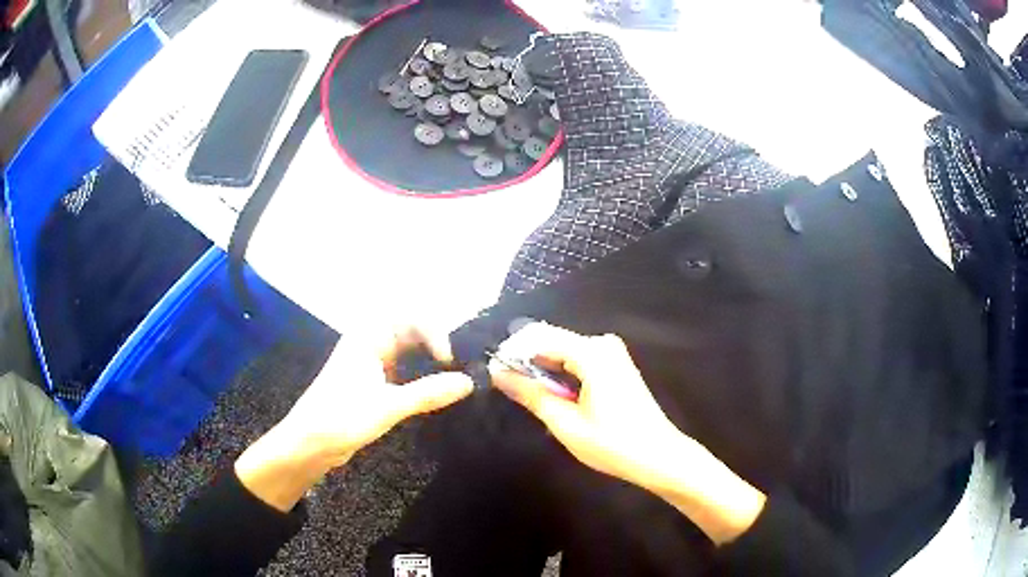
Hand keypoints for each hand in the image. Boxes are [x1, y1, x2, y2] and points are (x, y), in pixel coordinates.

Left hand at [236, 325, 472, 510]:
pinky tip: (435, 393)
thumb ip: (429, 393)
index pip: (409, 317)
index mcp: (367, 337)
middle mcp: (369, 345)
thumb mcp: (388, 406)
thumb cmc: (342, 417)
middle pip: (409, 331)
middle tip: (458, 365)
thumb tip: (469, 382)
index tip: (448, 359)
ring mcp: (370, 365)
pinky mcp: (372, 386)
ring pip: (407, 353)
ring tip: (453, 378)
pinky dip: (420, 378)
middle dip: (434, 343)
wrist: (309, 445)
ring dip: (428, 361)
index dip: (433, 331)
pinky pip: (402, 372)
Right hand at [488, 322, 683, 486]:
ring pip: (562, 351)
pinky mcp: (615, 365)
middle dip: (526, 363)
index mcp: (592, 352)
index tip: (494, 376)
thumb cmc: (612, 443)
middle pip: (551, 341)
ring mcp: (611, 353)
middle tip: (510, 392)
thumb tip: (497, 372)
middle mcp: (602, 343)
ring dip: (543, 371)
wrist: (659, 456)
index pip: (538, 337)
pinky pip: (577, 360)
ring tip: (531, 400)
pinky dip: (560, 375)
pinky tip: (556, 398)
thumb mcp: (565, 423)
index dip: (512, 353)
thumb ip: (530, 394)